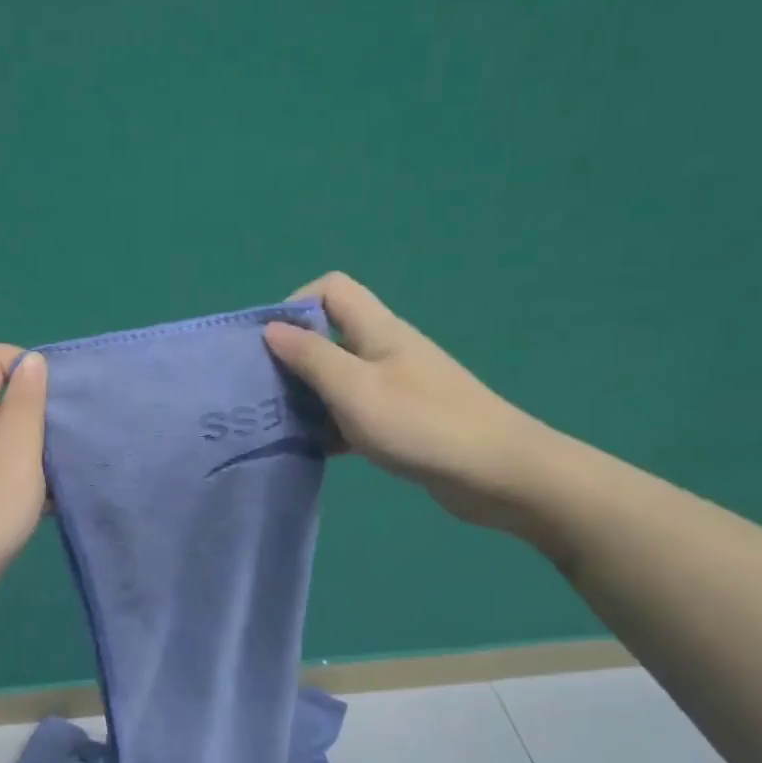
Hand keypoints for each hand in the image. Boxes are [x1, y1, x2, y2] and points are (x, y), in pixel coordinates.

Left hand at [0, 343, 48, 627]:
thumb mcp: (17, 452)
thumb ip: (25, 405)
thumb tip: (32, 360)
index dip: (23, 361)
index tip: (55, 395)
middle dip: (37, 408)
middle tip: (69, 434)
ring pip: (3, 439)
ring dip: (36, 448)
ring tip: (66, 469)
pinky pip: (0, 473)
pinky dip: (26, 480)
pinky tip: (50, 504)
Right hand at [263, 272, 562, 533]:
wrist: (497, 473)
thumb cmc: (420, 423)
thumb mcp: (354, 389)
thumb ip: (311, 357)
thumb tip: (272, 329)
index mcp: (378, 330)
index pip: (331, 289)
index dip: (296, 305)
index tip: (270, 344)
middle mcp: (385, 350)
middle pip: (330, 336)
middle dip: (293, 358)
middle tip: (264, 393)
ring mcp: (396, 386)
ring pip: (339, 379)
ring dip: (309, 397)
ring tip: (279, 425)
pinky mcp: (402, 421)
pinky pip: (354, 413)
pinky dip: (332, 426)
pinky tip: (314, 450)